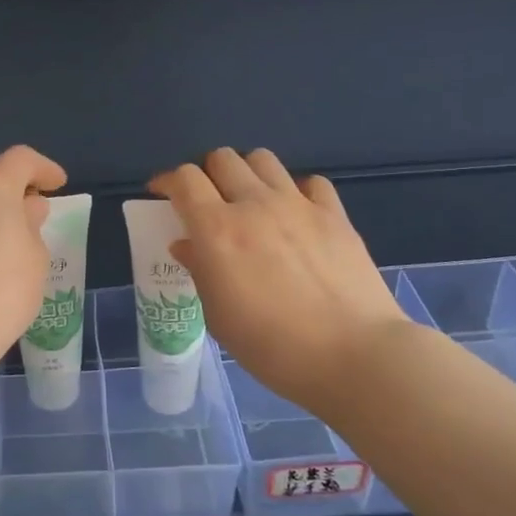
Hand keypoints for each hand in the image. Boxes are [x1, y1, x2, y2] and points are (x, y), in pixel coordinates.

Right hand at [149, 148, 407, 406]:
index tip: (161, 194)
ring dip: (247, 173)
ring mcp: (298, 205)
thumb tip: (187, 245)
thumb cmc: (272, 346)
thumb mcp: (219, 316)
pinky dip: (295, 190)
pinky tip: (295, 215)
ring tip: (249, 200)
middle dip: (207, 174)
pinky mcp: (335, 215)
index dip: (168, 181)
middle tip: (207, 201)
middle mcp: (255, 204)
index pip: (185, 179)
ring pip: (263, 160)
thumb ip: (200, 271)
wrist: (353, 356)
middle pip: (222, 159)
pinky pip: (310, 182)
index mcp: (217, 229)